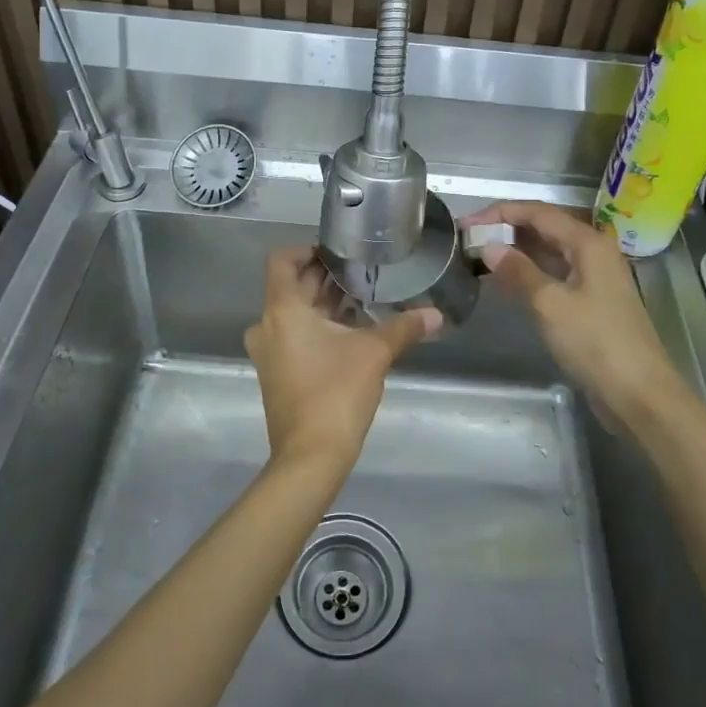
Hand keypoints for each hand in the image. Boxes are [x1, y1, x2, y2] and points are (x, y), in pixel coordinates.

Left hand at [244, 245, 439, 473]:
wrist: (310, 457)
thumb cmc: (336, 393)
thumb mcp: (375, 353)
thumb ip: (404, 327)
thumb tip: (437, 315)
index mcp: (282, 310)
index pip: (281, 260)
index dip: (307, 249)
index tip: (338, 253)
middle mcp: (267, 326)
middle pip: (291, 286)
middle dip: (325, 278)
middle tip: (362, 272)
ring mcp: (269, 352)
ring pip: (294, 313)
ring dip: (323, 303)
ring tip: (361, 300)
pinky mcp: (276, 373)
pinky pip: (293, 335)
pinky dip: (317, 326)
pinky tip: (350, 332)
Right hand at [459, 201, 686, 433]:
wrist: (638, 392)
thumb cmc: (595, 341)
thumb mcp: (550, 304)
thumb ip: (518, 271)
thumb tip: (488, 247)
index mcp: (588, 242)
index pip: (538, 212)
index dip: (500, 213)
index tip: (466, 223)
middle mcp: (593, 252)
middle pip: (544, 228)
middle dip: (506, 230)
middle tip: (468, 240)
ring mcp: (593, 277)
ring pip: (548, 252)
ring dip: (515, 252)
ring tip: (479, 257)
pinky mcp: (590, 301)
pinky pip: (553, 275)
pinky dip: (528, 274)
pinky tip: (504, 282)